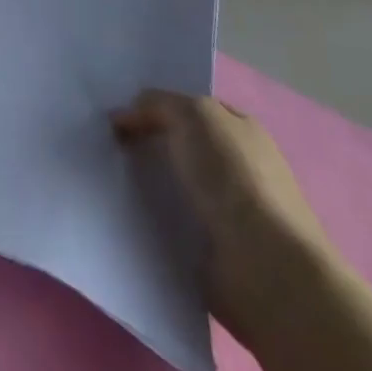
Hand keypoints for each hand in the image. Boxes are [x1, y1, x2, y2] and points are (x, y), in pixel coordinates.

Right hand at [113, 91, 333, 346]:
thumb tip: (125, 116)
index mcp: (242, 130)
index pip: (191, 109)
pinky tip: (127, 217)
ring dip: (147, 186)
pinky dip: (153, 221)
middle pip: (181, 146)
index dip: (155, 107)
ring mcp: (230, 211)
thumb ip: (157, 104)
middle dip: (147, 146)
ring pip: (175, 186)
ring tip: (107, 182)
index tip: (117, 117)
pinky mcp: (216, 250)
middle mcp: (239, 166)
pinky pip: (173, 224)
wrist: (265, 266)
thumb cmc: (233, 177)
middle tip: (106, 147)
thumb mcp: (193, 114)